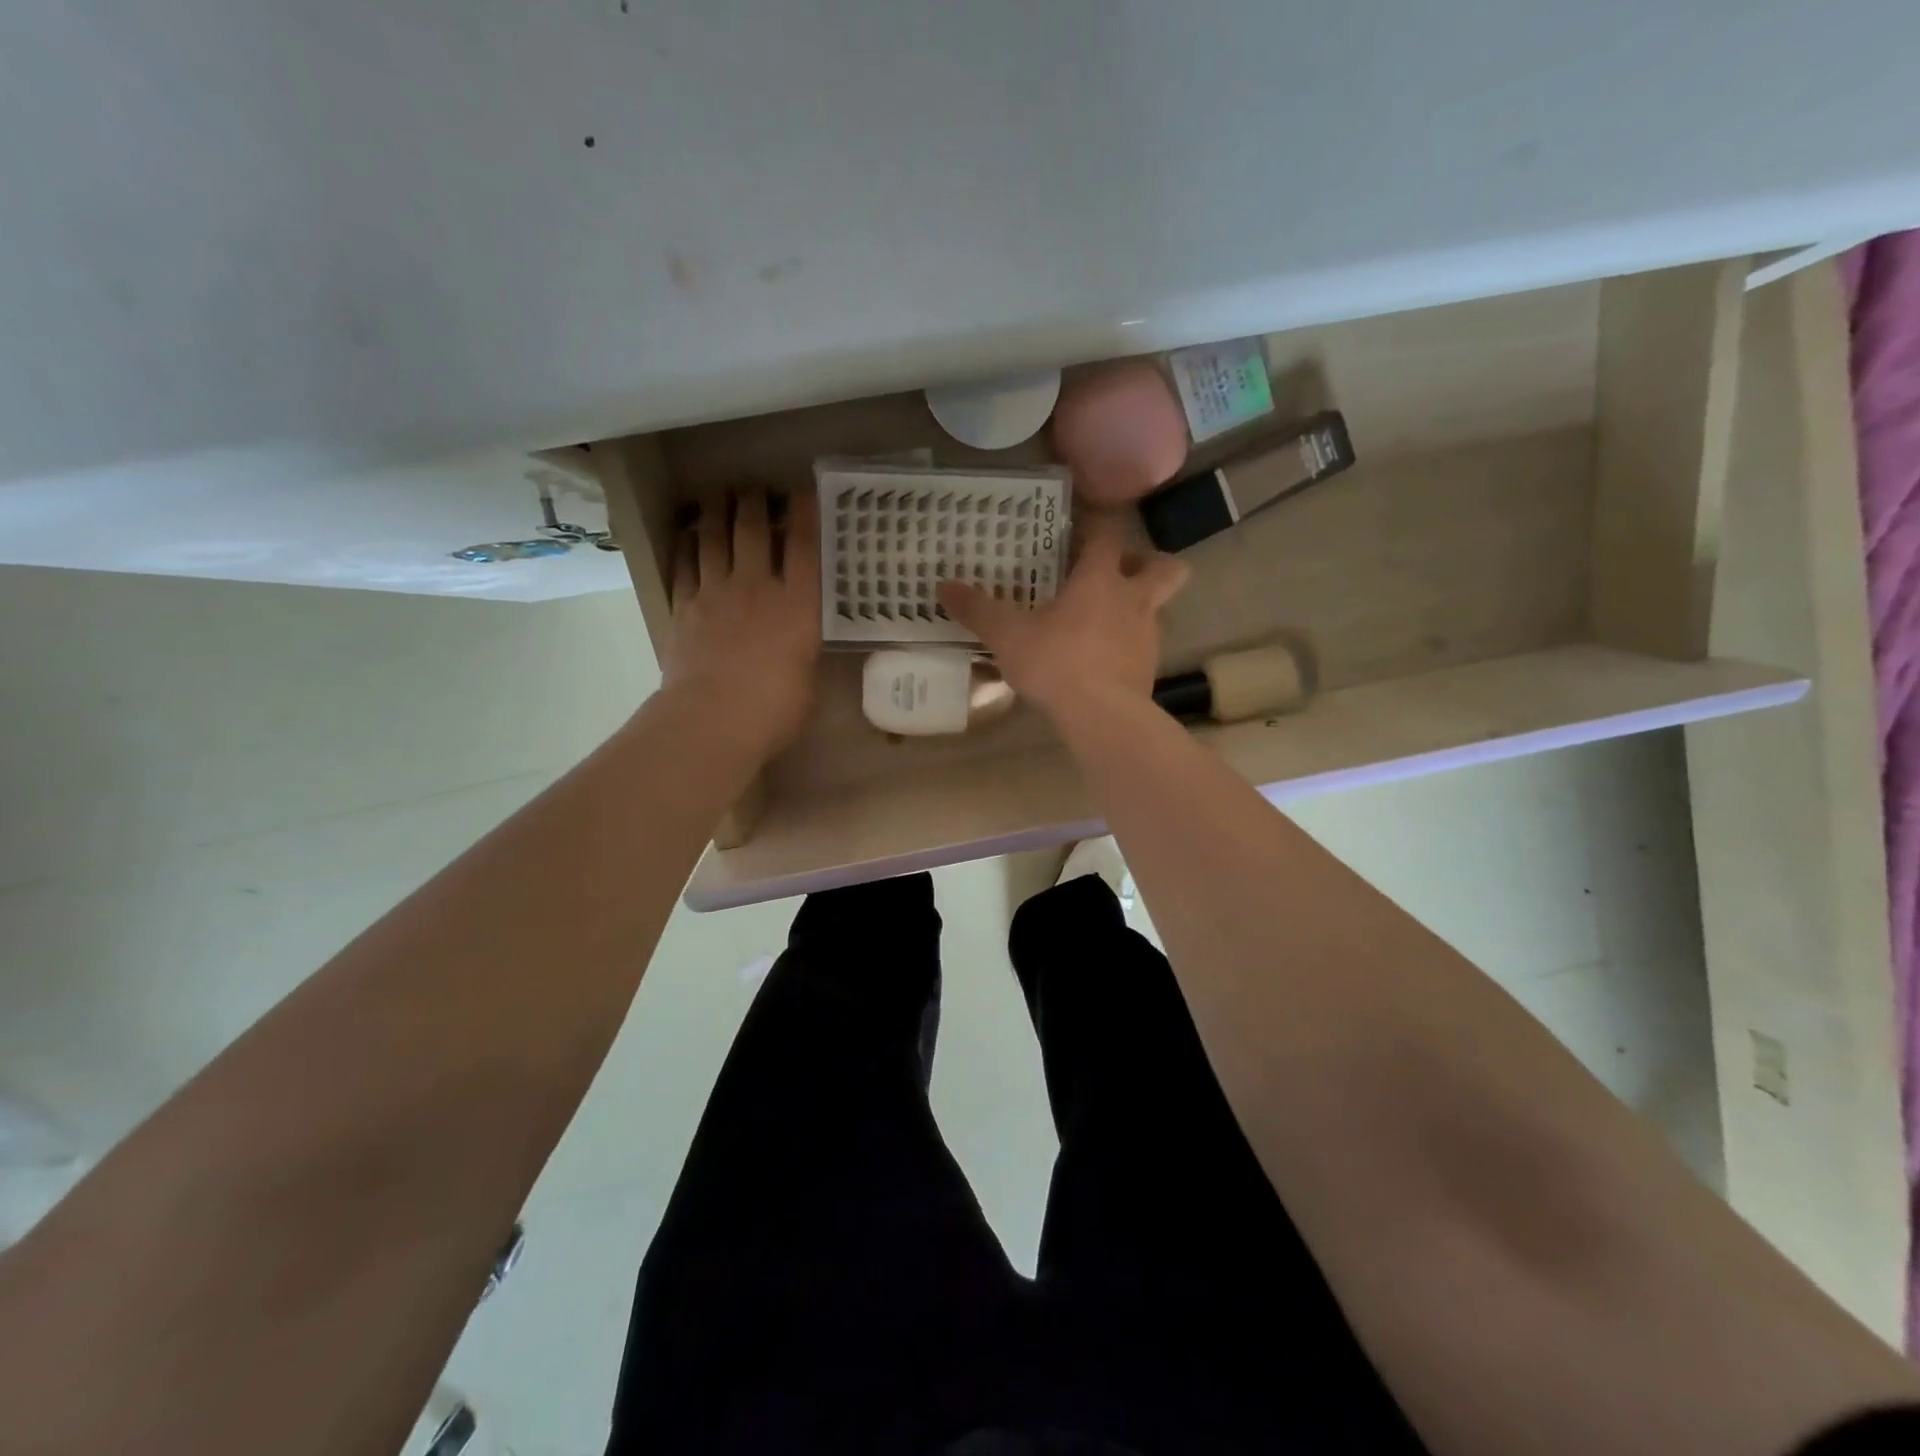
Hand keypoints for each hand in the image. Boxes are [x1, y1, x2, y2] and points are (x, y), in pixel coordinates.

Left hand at [661, 489, 821, 760]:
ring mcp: (715, 593)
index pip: (805, 548)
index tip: (803, 491)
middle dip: (754, 503)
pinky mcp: (683, 607)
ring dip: (716, 513)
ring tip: (716, 497)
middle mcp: (757, 587)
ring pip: (713, 538)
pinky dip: (686, 546)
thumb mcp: (806, 679)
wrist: (714, 719)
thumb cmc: (775, 709)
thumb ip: (802, 652)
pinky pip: (684, 565)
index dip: (805, 515)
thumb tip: (795, 648)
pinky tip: (687, 536)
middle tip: (753, 489)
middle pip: (753, 531)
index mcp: (798, 606)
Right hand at [938, 510, 1187, 722]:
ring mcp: (1148, 635)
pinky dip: (1128, 645)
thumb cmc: (1056, 663)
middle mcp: (1133, 600)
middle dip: (1147, 563)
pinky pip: (1144, 645)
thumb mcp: (1007, 636)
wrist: (1102, 716)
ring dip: (1137, 606)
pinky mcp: (1150, 668)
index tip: (1078, 531)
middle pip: (1165, 566)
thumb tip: (943, 586)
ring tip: (1103, 621)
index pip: (1108, 534)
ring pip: (1157, 608)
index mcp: (1100, 579)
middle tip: (1116, 573)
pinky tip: (1102, 660)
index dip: (1095, 527)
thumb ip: (978, 610)